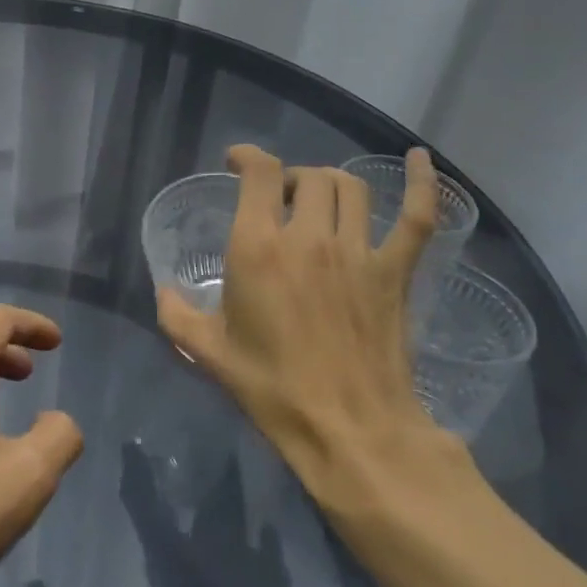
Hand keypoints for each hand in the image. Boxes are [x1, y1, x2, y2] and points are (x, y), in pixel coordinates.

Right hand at [156, 145, 451, 511]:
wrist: (348, 430)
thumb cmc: (272, 388)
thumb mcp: (209, 352)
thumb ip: (177, 314)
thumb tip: (164, 291)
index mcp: (258, 248)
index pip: (259, 174)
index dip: (247, 156)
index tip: (237, 162)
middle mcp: (309, 237)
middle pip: (306, 177)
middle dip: (288, 180)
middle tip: (278, 202)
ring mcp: (359, 251)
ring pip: (350, 188)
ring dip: (330, 182)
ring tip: (319, 199)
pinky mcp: (396, 272)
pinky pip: (416, 217)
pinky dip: (422, 184)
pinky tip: (420, 160)